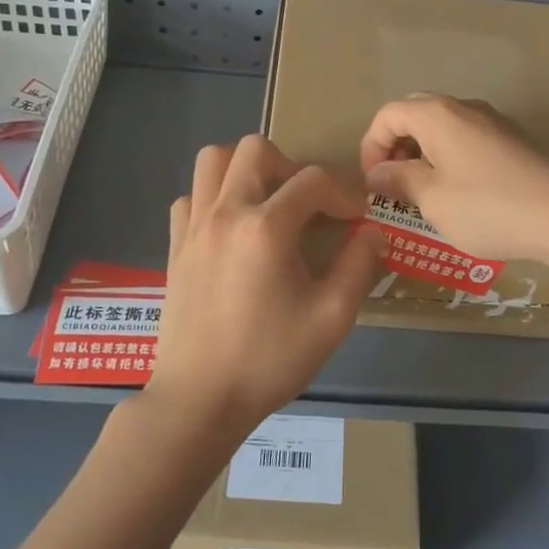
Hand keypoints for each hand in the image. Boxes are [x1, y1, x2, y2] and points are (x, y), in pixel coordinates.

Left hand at [148, 134, 384, 437]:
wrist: (200, 399)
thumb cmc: (270, 359)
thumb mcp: (331, 317)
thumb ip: (359, 266)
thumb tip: (374, 232)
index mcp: (266, 227)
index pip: (313, 180)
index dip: (343, 193)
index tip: (356, 219)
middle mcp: (225, 212)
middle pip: (256, 149)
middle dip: (291, 166)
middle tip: (307, 205)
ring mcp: (194, 226)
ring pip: (214, 161)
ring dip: (246, 170)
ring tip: (267, 204)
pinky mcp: (175, 246)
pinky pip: (192, 196)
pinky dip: (214, 198)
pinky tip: (232, 230)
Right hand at [358, 94, 548, 263]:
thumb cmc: (487, 207)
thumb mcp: (432, 199)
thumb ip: (399, 180)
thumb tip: (378, 173)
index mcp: (437, 114)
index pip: (387, 115)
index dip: (371, 147)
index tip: (373, 184)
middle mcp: (464, 108)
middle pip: (414, 114)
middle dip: (395, 147)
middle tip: (392, 185)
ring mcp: (493, 122)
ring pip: (442, 127)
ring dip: (422, 154)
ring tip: (422, 194)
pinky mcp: (513, 141)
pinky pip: (467, 139)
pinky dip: (449, 158)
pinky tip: (457, 194)